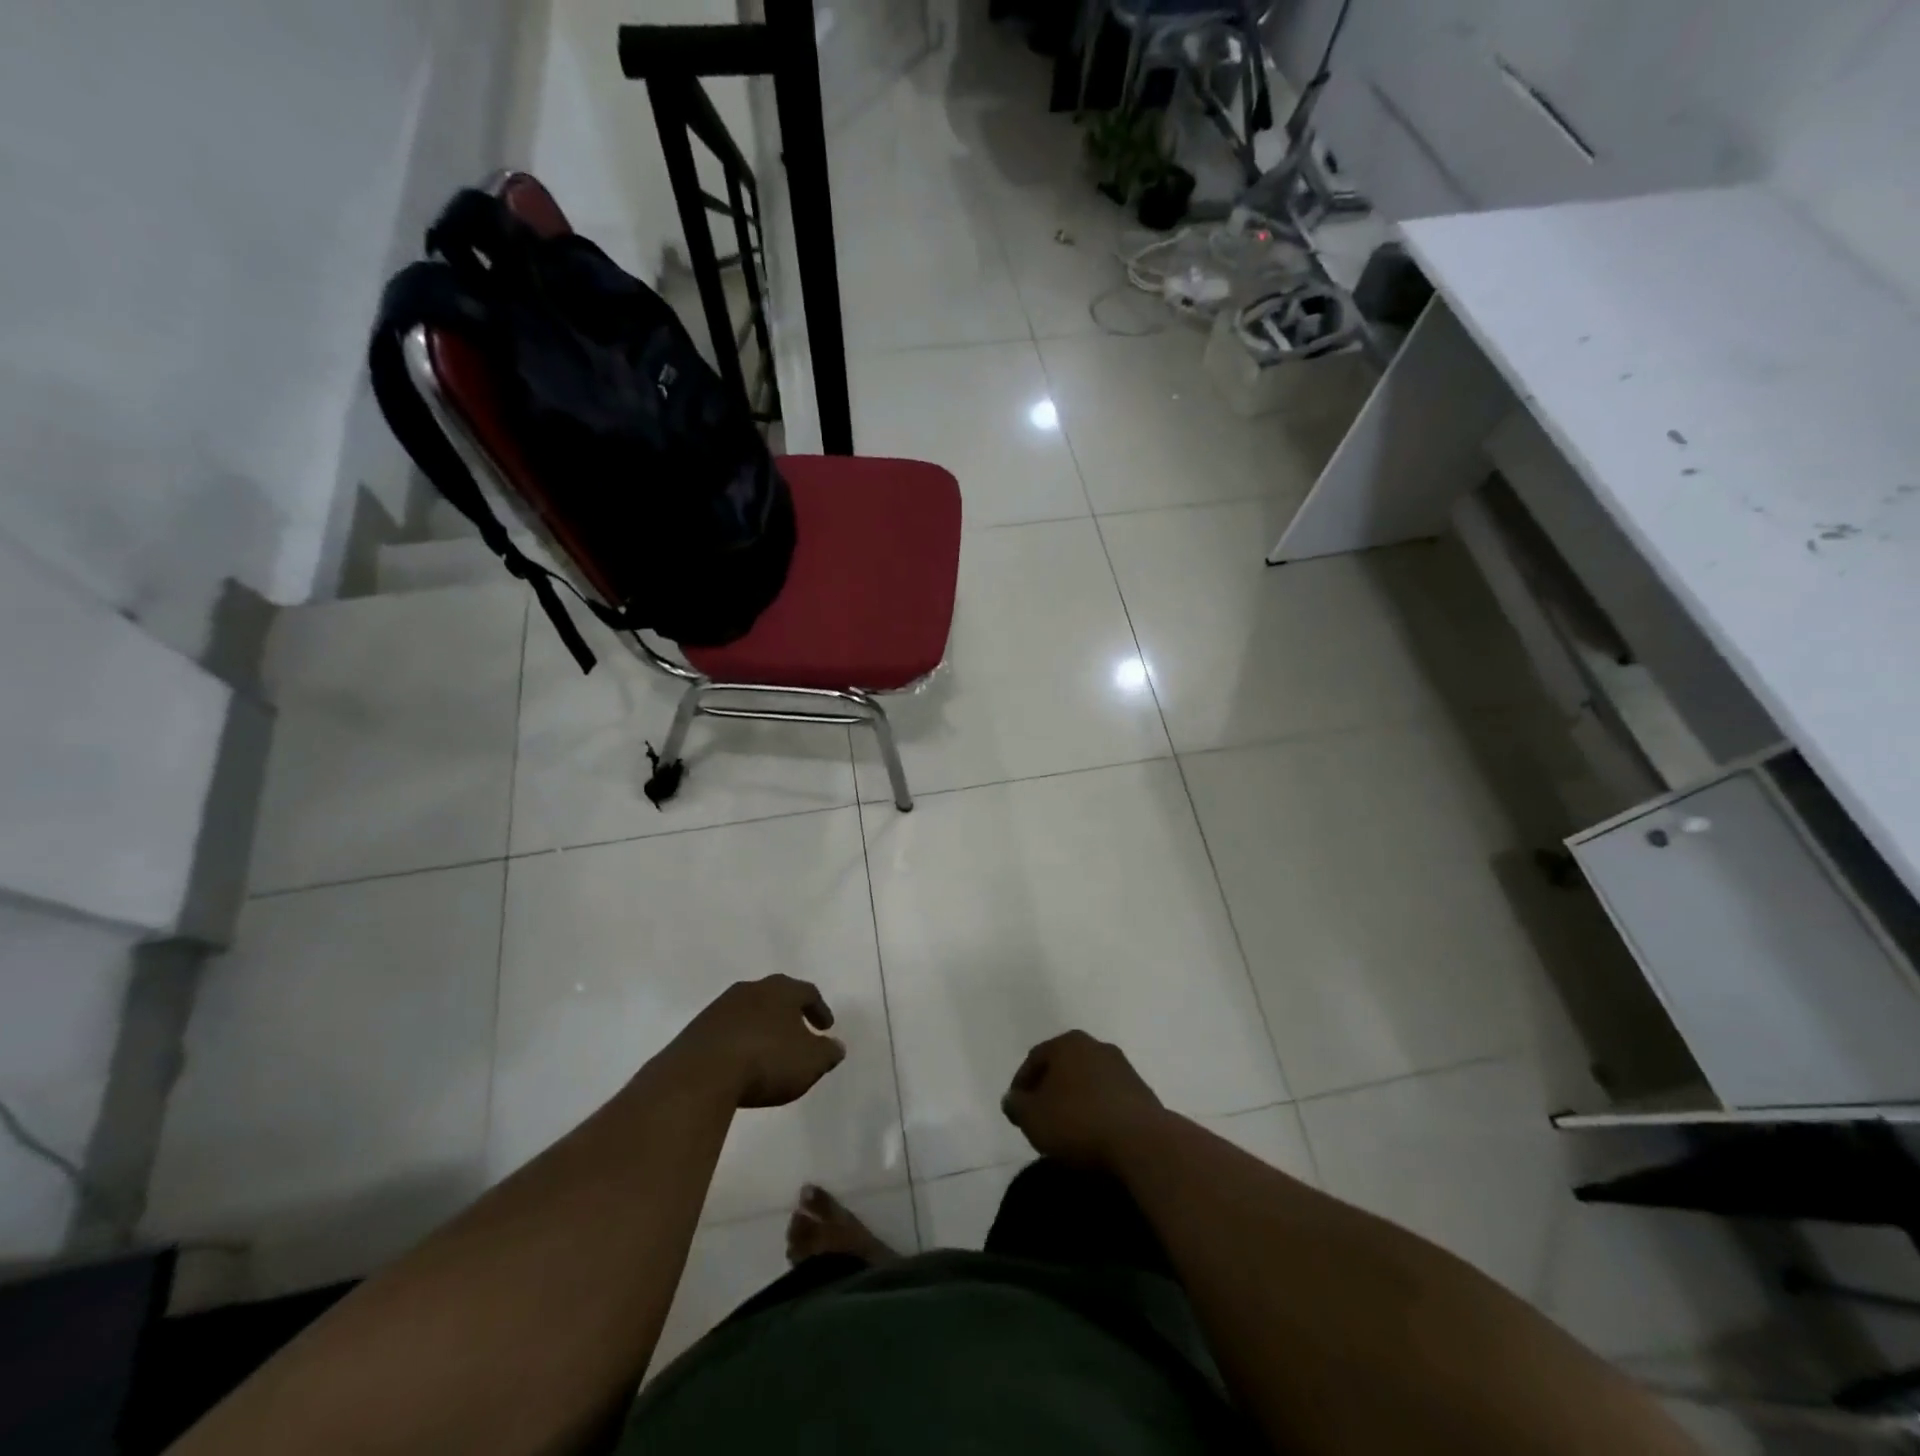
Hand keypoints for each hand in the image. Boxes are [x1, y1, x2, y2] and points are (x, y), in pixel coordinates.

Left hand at [658, 976, 845, 1107]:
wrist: (700, 1075)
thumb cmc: (766, 1061)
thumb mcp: (810, 1062)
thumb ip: (828, 1052)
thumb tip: (837, 1046)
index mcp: (781, 990)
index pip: (807, 992)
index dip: (819, 1010)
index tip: (826, 1028)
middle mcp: (751, 989)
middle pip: (776, 996)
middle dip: (789, 1014)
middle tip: (799, 1033)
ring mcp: (720, 1007)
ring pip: (749, 1011)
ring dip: (761, 1027)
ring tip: (769, 1050)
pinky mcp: (697, 1029)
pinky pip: (727, 1030)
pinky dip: (738, 1041)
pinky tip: (740, 1062)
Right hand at [1001, 1030, 1164, 1169]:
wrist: (1142, 1143)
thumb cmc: (1079, 1122)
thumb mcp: (1033, 1117)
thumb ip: (1017, 1105)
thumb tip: (1012, 1099)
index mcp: (1068, 1043)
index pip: (1035, 1058)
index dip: (1021, 1085)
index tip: (1017, 1111)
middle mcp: (1096, 1045)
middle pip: (1063, 1066)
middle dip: (1049, 1090)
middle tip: (1040, 1118)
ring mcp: (1122, 1067)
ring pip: (1087, 1081)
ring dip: (1075, 1101)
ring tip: (1067, 1130)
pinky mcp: (1142, 1092)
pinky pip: (1108, 1098)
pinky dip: (1097, 1111)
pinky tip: (1093, 1135)